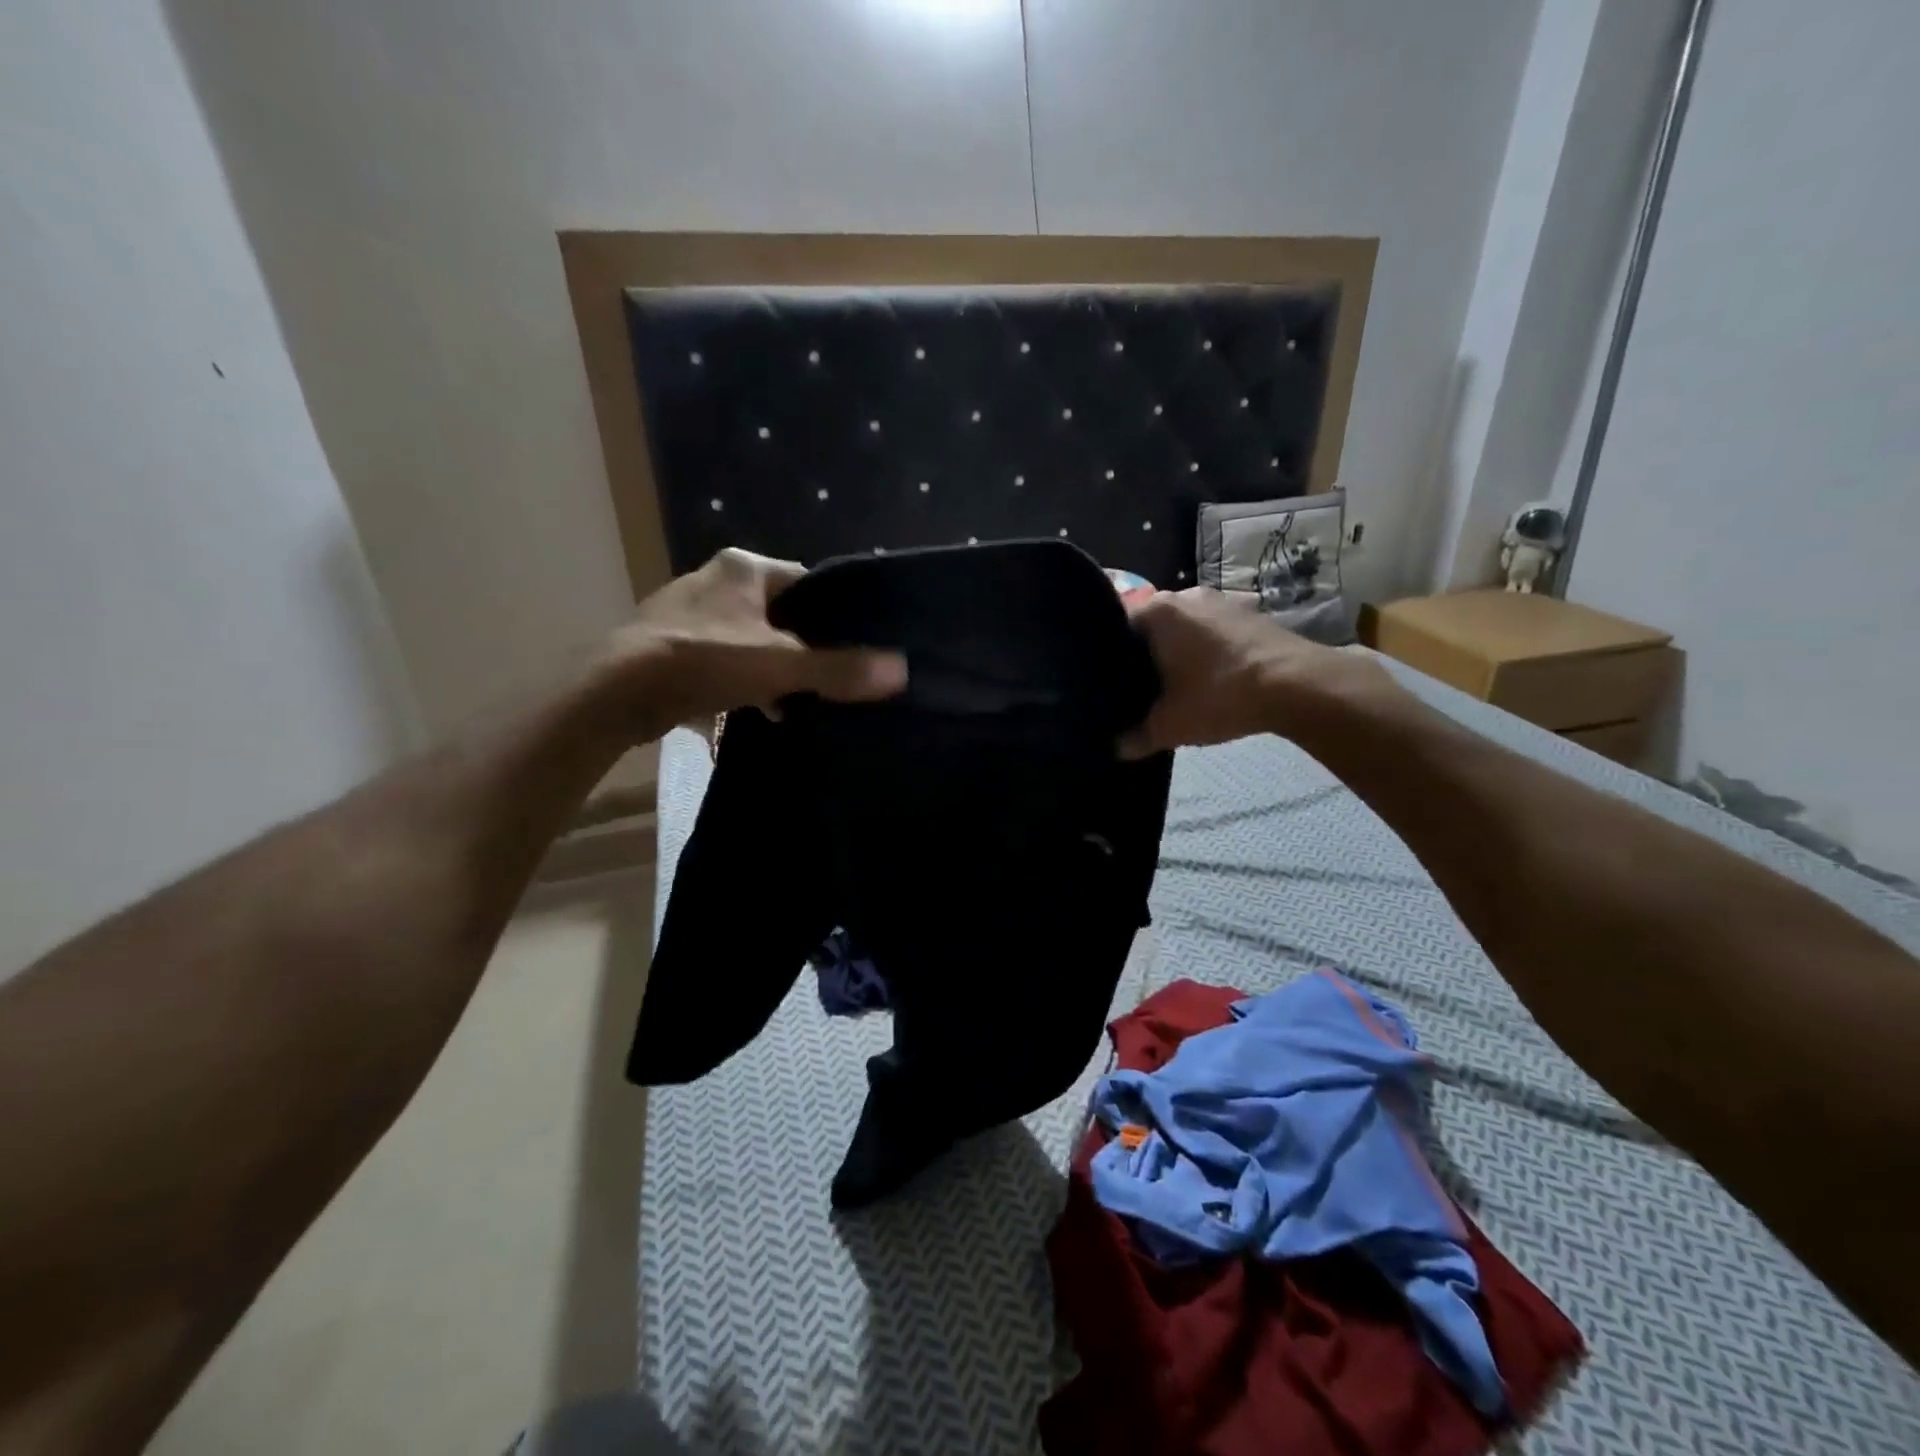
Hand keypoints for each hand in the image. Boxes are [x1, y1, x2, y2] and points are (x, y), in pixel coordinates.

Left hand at [601, 549, 906, 736]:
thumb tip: (902, 670)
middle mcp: (714, 579)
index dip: (833, 613)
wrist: (615, 691)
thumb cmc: (704, 659)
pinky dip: (740, 680)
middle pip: (779, 612)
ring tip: (794, 700)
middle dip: (800, 645)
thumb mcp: (781, 664)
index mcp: (743, 566)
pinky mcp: (667, 643)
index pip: (806, 581)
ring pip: (749, 637)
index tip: (853, 645)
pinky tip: (754, 709)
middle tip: (826, 677)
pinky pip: (721, 658)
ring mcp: (686, 611)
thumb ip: (840, 668)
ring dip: (770, 667)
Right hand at [1118, 588, 1395, 758]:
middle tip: (1141, 692)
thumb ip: (1136, 737)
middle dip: (1147, 657)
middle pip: (1152, 628)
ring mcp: (1222, 600)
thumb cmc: (1220, 695)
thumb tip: (1116, 748)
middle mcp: (1186, 594)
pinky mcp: (1251, 613)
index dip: (1112, 660)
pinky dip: (1208, 653)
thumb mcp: (1170, 725)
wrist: (1299, 686)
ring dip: (1180, 654)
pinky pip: (1214, 632)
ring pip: (1185, 629)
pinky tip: (1211, 681)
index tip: (1112, 686)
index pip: (1117, 629)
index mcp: (1157, 610)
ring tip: (1177, 688)